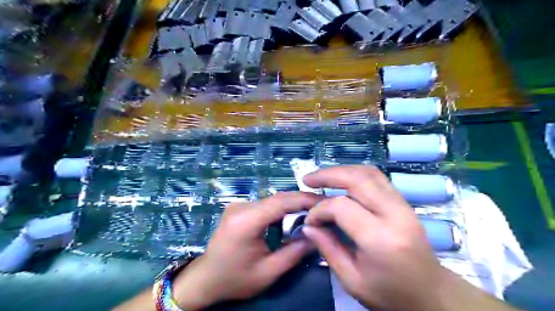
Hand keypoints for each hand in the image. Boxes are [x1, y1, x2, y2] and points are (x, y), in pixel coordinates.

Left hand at [172, 192, 323, 307]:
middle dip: (301, 202)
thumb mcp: (268, 272)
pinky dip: (280, 210)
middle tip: (322, 208)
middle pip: (278, 198)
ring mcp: (238, 205)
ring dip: (291, 206)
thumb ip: (294, 253)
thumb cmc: (234, 279)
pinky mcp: (239, 208)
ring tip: (310, 214)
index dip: (304, 199)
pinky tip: (290, 219)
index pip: (281, 202)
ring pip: (272, 200)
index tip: (325, 202)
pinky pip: (265, 205)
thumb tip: (316, 235)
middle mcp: (241, 207)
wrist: (205, 279)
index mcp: (246, 221)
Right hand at [303, 165, 450, 310]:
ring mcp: (402, 205)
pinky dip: (356, 173)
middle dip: (328, 175)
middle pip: (357, 179)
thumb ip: (328, 249)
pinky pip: (378, 178)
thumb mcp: (352, 280)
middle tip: (308, 179)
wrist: (431, 293)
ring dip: (342, 170)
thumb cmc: (390, 293)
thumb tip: (308, 226)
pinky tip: (343, 179)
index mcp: (380, 239)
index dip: (320, 209)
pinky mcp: (404, 202)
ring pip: (369, 173)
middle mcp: (394, 214)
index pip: (342, 207)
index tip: (310, 220)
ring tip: (322, 176)